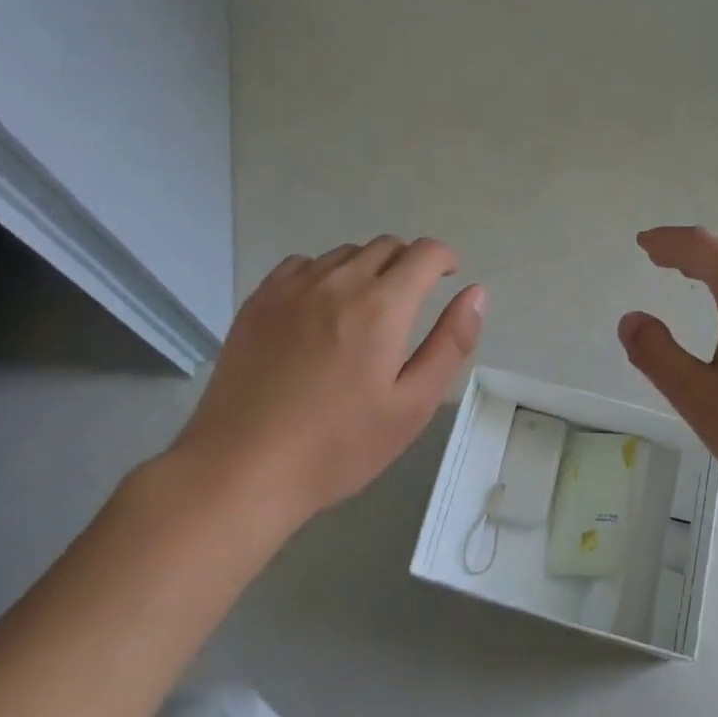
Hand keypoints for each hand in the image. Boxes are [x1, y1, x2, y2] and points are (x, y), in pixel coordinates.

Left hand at [166, 237, 484, 531]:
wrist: (241, 470)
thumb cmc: (337, 446)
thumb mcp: (411, 406)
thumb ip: (451, 343)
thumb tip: (476, 293)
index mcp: (382, 306)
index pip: (424, 253)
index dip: (444, 258)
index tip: (448, 275)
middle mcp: (339, 282)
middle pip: (386, 246)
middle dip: (408, 263)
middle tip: (408, 302)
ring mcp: (293, 288)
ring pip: (345, 253)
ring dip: (367, 268)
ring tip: (363, 310)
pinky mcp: (259, 301)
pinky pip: (302, 264)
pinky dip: (323, 274)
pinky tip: (318, 309)